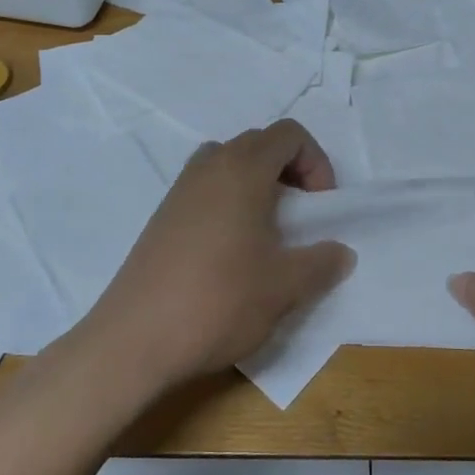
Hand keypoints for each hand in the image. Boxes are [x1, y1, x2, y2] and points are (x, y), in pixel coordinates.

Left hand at [82, 119, 355, 393]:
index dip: (316, 162)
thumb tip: (341, 252)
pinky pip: (205, 188)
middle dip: (289, 169)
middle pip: (258, 142)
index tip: (321, 206)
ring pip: (227, 163)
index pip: (288, 134)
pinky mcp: (161, 217)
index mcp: (242, 170)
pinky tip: (231, 250)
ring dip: (256, 183)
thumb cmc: (219, 301)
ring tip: (267, 229)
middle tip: (301, 215)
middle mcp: (208, 168)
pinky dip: (228, 201)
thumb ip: (322, 263)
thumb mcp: (285, 287)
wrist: (133, 341)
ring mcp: (179, 191)